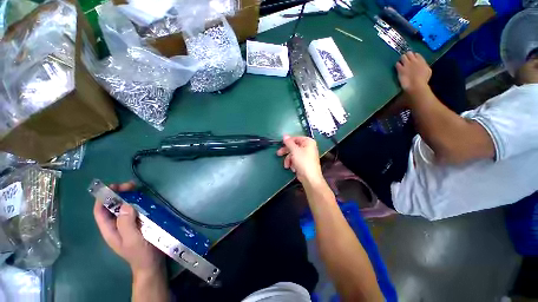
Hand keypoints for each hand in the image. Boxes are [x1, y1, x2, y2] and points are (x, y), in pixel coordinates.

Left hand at [93, 182, 164, 276]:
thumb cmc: (140, 253)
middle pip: (113, 207)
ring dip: (129, 197)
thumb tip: (125, 205)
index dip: (103, 198)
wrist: (152, 264)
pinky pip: (136, 210)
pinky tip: (145, 199)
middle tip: (130, 185)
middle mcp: (117, 225)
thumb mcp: (132, 240)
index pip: (100, 212)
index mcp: (110, 230)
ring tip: (138, 189)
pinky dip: (139, 202)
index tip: (113, 186)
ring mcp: (128, 224)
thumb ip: (126, 224)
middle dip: (118, 194)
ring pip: (125, 207)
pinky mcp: (139, 223)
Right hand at [277, 135, 323, 184]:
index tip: (281, 144)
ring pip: (293, 154)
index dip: (288, 142)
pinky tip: (293, 168)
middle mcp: (308, 147)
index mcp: (308, 142)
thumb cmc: (303, 162)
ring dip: (289, 160)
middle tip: (279, 154)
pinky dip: (293, 163)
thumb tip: (285, 135)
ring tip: (287, 165)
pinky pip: (295, 160)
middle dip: (286, 152)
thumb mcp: (294, 151)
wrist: (310, 178)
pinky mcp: (304, 162)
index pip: (296, 138)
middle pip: (294, 146)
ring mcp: (306, 155)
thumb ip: (289, 143)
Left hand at [396, 52, 431, 92]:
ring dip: (401, 59)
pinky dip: (397, 65)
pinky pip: (397, 64)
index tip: (412, 59)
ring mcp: (406, 64)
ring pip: (402, 57)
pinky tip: (398, 67)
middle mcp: (414, 60)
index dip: (414, 56)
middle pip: (409, 53)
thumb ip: (423, 65)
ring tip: (401, 62)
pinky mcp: (400, 69)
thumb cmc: (423, 80)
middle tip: (406, 59)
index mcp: (421, 61)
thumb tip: (421, 65)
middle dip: (407, 55)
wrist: (416, 84)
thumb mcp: (427, 71)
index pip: (417, 54)